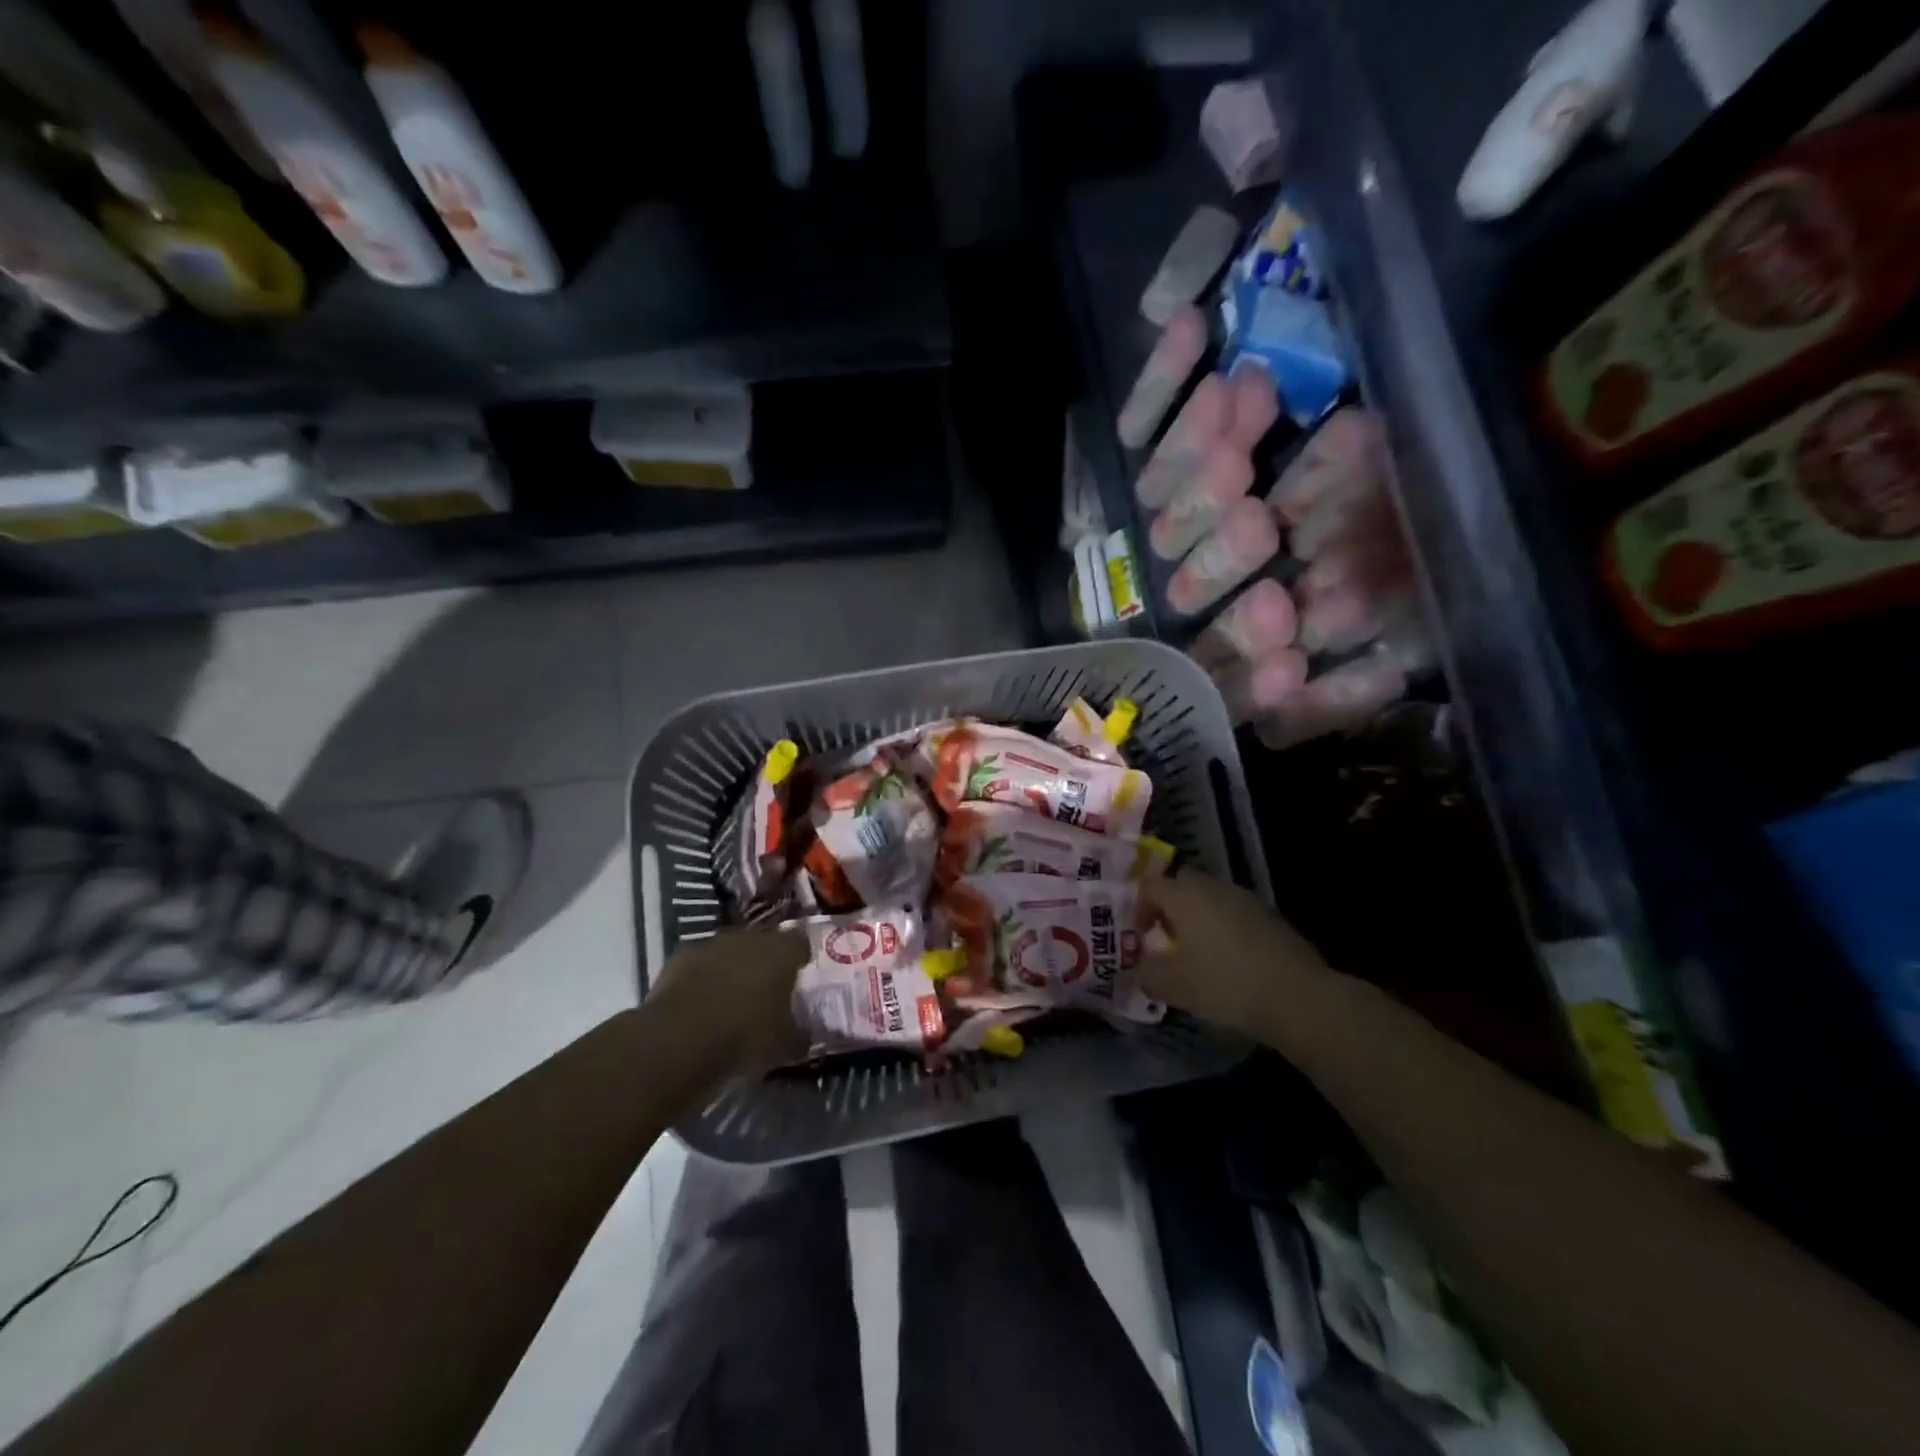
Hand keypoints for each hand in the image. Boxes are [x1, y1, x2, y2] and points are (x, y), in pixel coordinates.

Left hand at [648, 926, 808, 1075]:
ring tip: (732, 996)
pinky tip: (700, 1003)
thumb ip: (800, 1034)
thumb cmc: (744, 1037)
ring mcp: (711, 945)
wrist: (678, 1039)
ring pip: (730, 950)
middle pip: (763, 941)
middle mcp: (749, 938)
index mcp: (782, 952)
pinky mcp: (679, 958)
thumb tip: (805, 1034)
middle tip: (767, 986)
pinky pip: (700, 964)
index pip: (800, 941)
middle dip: (765, 960)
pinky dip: (702, 978)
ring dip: (732, 967)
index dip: (800, 956)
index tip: (800, 972)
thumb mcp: (784, 1045)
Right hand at [1138, 870, 1331, 1039]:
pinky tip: (1228, 961)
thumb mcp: (1175, 986)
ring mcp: (1246, 899)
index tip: (1139, 937)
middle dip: (1169, 908)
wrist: (1298, 996)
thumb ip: (1148, 974)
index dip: (1138, 908)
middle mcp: (1213, 887)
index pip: (1150, 885)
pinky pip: (1234, 913)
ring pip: (1210, 898)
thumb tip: (1140, 970)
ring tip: (1196, 953)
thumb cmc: (1225, 983)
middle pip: (1181, 885)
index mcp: (1185, 895)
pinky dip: (1223, 928)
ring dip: (1197, 918)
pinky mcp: (1270, 916)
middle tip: (1165, 939)